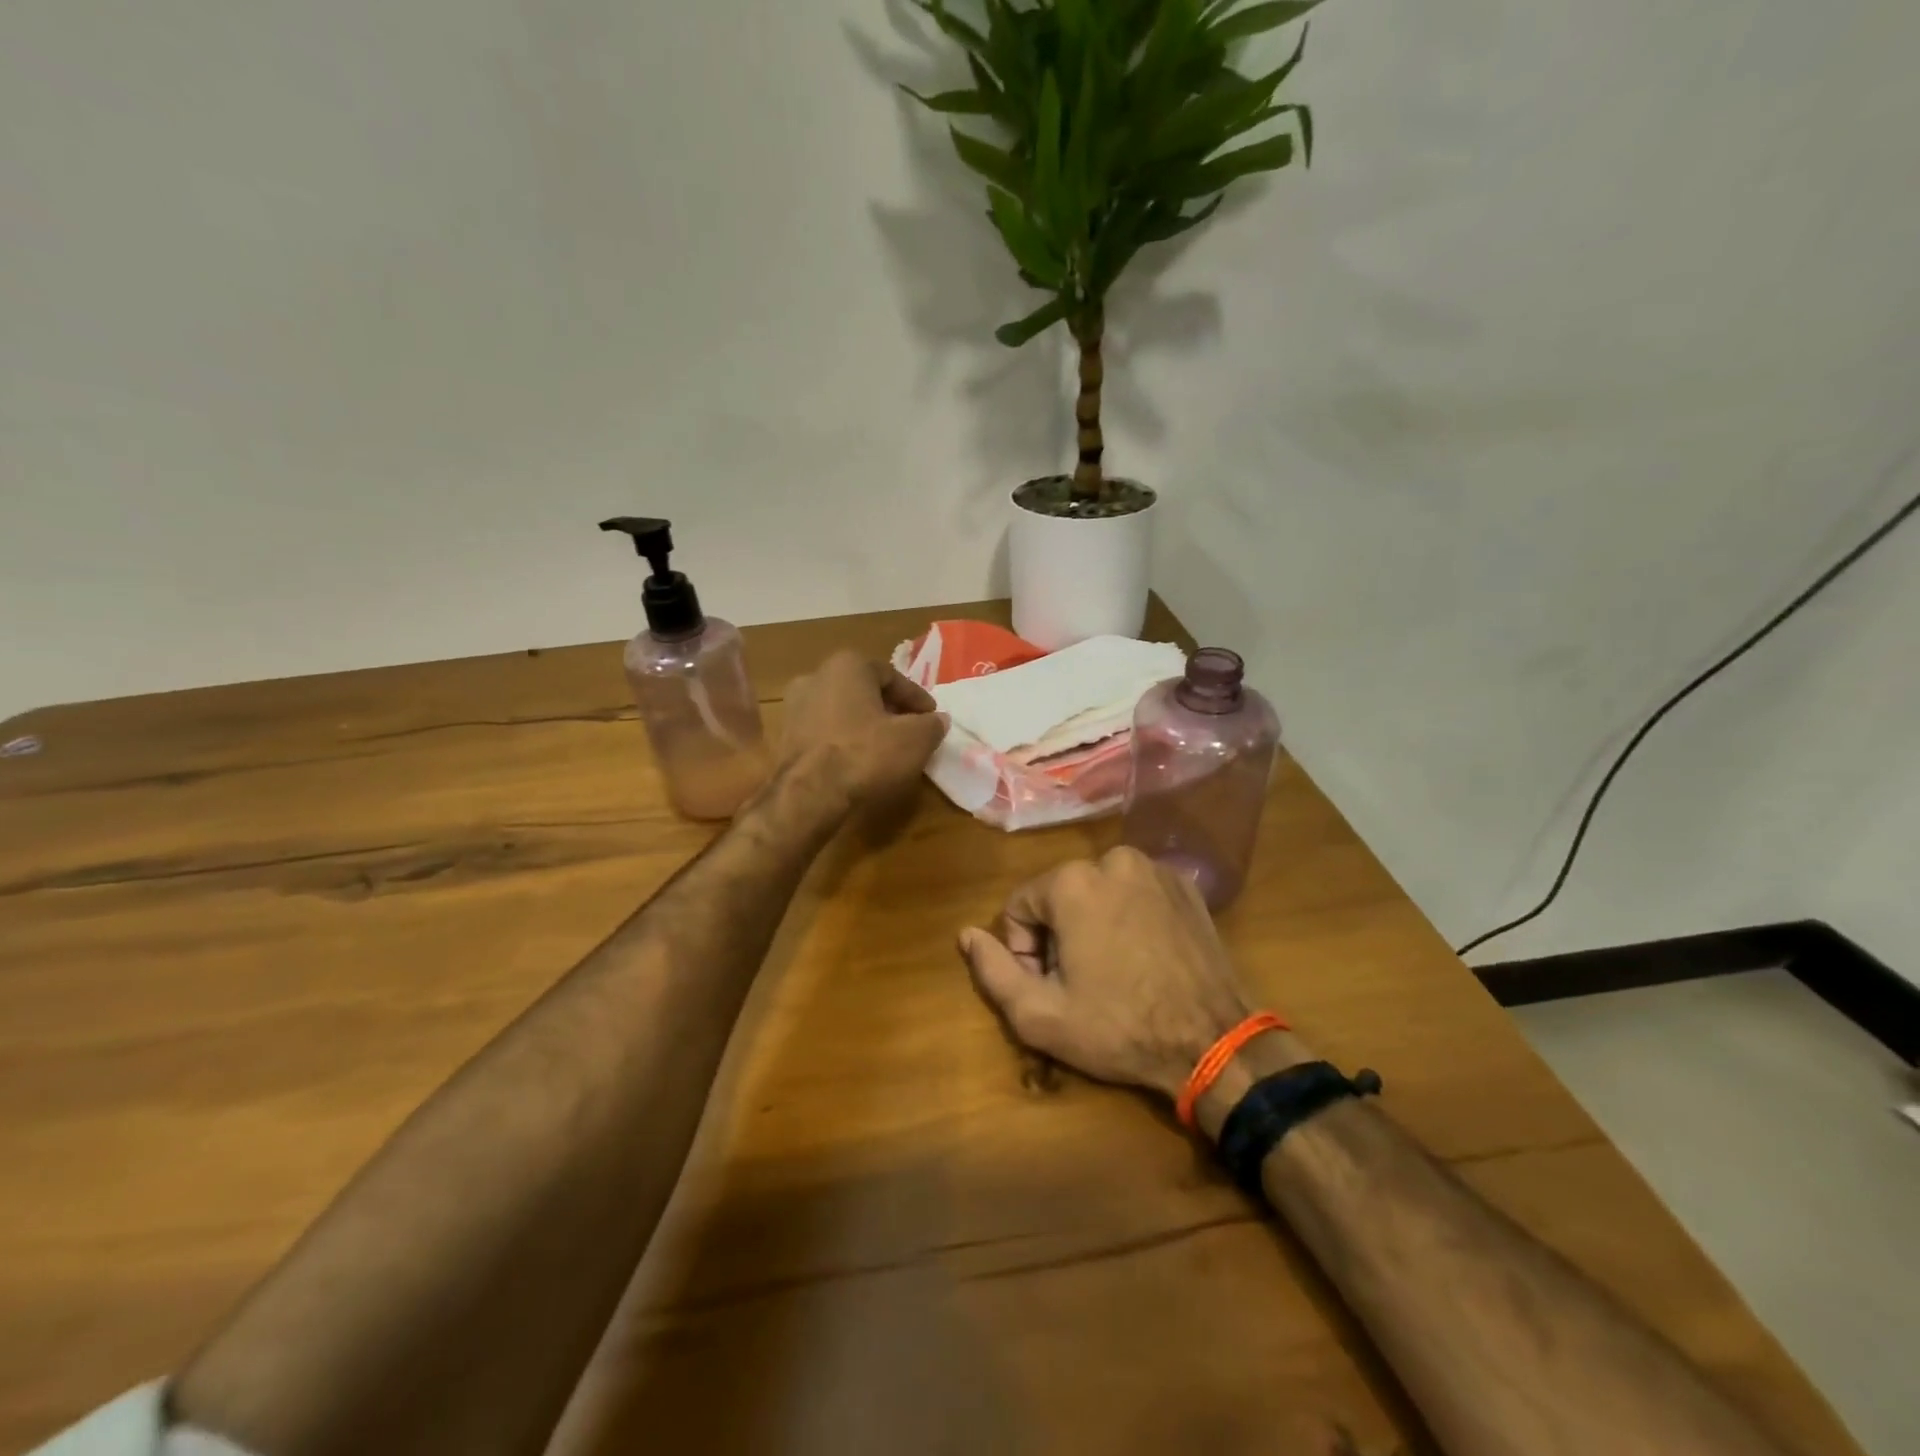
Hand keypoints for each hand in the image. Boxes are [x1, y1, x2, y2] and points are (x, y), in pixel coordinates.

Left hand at [779, 651, 946, 815]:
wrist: (809, 794)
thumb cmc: (865, 754)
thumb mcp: (915, 739)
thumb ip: (931, 725)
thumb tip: (938, 720)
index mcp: (847, 665)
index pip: (891, 676)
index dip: (916, 698)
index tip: (931, 717)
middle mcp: (815, 677)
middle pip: (864, 691)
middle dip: (889, 709)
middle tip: (910, 730)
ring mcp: (794, 707)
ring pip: (842, 711)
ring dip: (864, 725)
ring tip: (885, 748)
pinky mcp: (784, 737)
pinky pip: (825, 732)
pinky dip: (843, 741)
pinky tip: (858, 761)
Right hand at [958, 847, 1266, 1100]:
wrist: (1212, 1042)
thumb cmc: (1119, 1028)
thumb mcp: (1040, 1014)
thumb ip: (993, 970)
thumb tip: (966, 934)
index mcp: (1072, 882)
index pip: (1020, 906)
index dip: (1025, 950)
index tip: (1049, 986)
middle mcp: (1113, 859)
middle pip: (1060, 896)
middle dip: (1059, 936)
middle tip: (1082, 983)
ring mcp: (1155, 868)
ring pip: (1098, 891)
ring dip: (1094, 924)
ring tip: (1114, 972)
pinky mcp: (1185, 884)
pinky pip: (1136, 892)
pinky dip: (1130, 916)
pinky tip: (1145, 957)